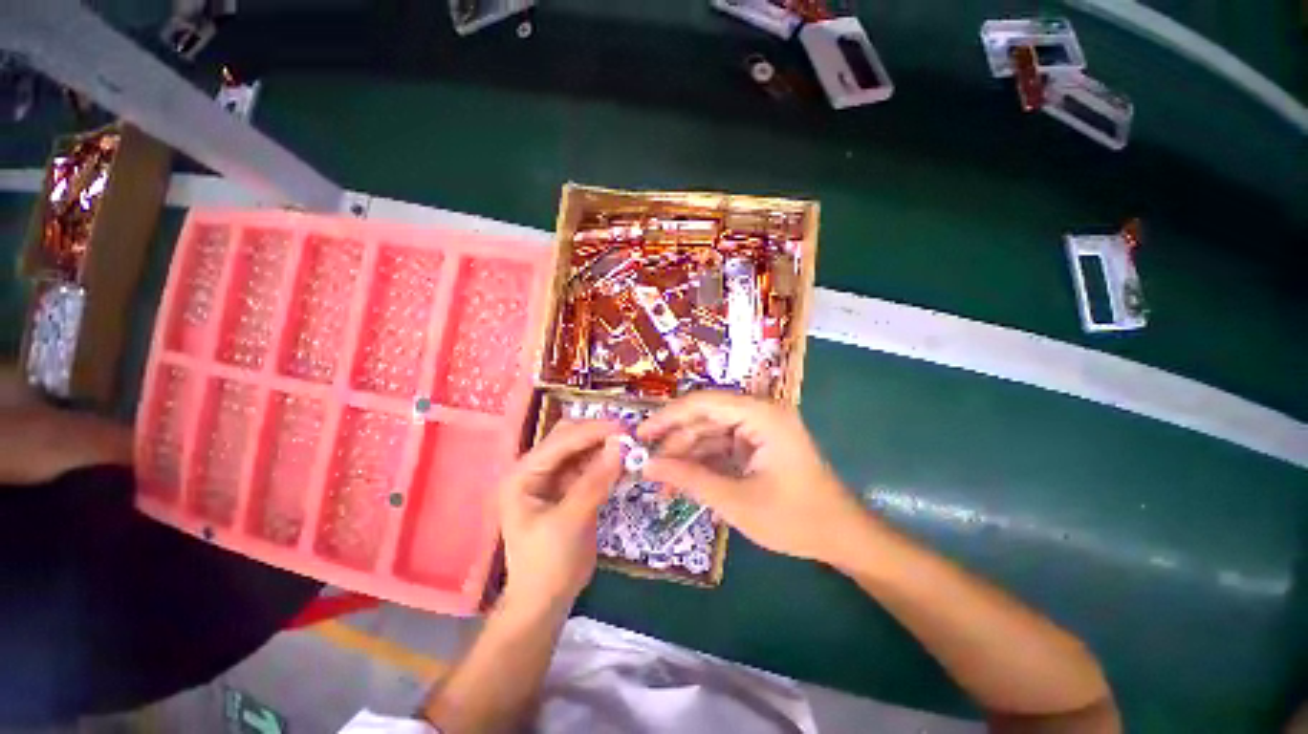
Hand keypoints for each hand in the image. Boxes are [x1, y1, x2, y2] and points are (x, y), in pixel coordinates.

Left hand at [498, 420, 622, 617]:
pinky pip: (591, 467)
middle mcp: (537, 469)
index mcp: (524, 474)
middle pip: (570, 439)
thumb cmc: (547, 565)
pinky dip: (607, 464)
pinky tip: (625, 464)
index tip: (623, 427)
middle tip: (629, 436)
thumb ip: (594, 482)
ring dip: (605, 448)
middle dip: (599, 435)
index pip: (561, 440)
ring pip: (583, 451)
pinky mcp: (570, 489)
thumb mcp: (570, 522)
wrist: (546, 602)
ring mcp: (554, 478)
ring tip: (631, 448)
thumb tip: (620, 446)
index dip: (592, 431)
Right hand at [638, 391, 866, 564]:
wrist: (841, 536)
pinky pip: (721, 446)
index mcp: (762, 415)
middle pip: (705, 417)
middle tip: (645, 463)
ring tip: (661, 481)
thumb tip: (648, 466)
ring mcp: (758, 428)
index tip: (640, 434)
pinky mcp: (756, 444)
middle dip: (675, 441)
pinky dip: (702, 462)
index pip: (704, 403)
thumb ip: (691, 479)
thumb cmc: (795, 519)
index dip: (669, 416)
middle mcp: (759, 413)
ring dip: (686, 455)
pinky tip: (682, 481)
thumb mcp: (736, 501)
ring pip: (709, 433)